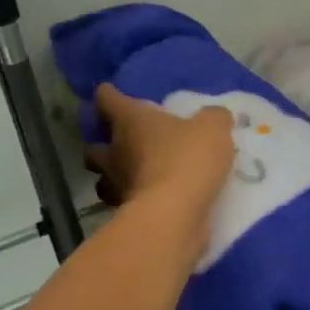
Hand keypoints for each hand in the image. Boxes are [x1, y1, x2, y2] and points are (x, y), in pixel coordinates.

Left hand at [86, 84, 234, 242]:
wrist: (174, 215)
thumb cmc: (187, 160)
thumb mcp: (212, 129)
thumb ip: (213, 118)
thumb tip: (216, 116)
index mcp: (130, 122)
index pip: (107, 100)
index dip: (108, 95)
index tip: (109, 93)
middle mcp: (115, 152)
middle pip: (93, 146)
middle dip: (103, 144)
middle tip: (123, 144)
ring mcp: (116, 186)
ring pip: (103, 180)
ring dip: (113, 176)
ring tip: (134, 176)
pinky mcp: (125, 215)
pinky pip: (123, 204)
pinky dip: (133, 201)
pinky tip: (152, 200)